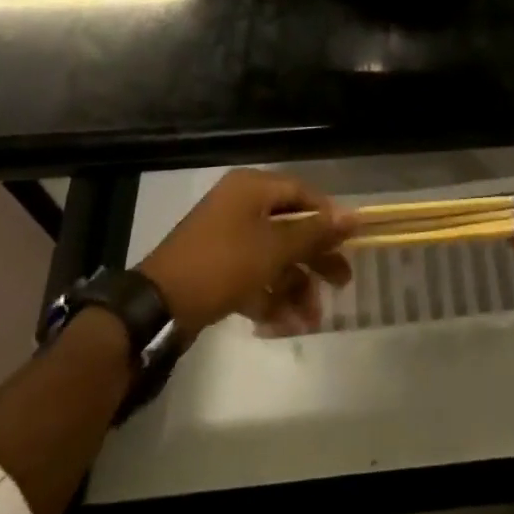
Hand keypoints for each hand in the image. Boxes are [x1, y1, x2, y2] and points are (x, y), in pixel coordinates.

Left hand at [138, 170, 356, 337]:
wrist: (158, 307)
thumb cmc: (223, 264)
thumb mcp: (274, 247)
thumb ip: (315, 232)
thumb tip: (354, 215)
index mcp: (252, 188)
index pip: (301, 193)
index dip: (327, 217)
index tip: (349, 242)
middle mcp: (241, 206)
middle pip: (290, 227)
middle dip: (315, 259)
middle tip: (341, 284)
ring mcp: (226, 239)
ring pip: (273, 258)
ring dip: (295, 287)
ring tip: (310, 320)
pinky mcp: (216, 270)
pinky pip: (253, 277)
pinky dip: (270, 297)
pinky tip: (284, 325)